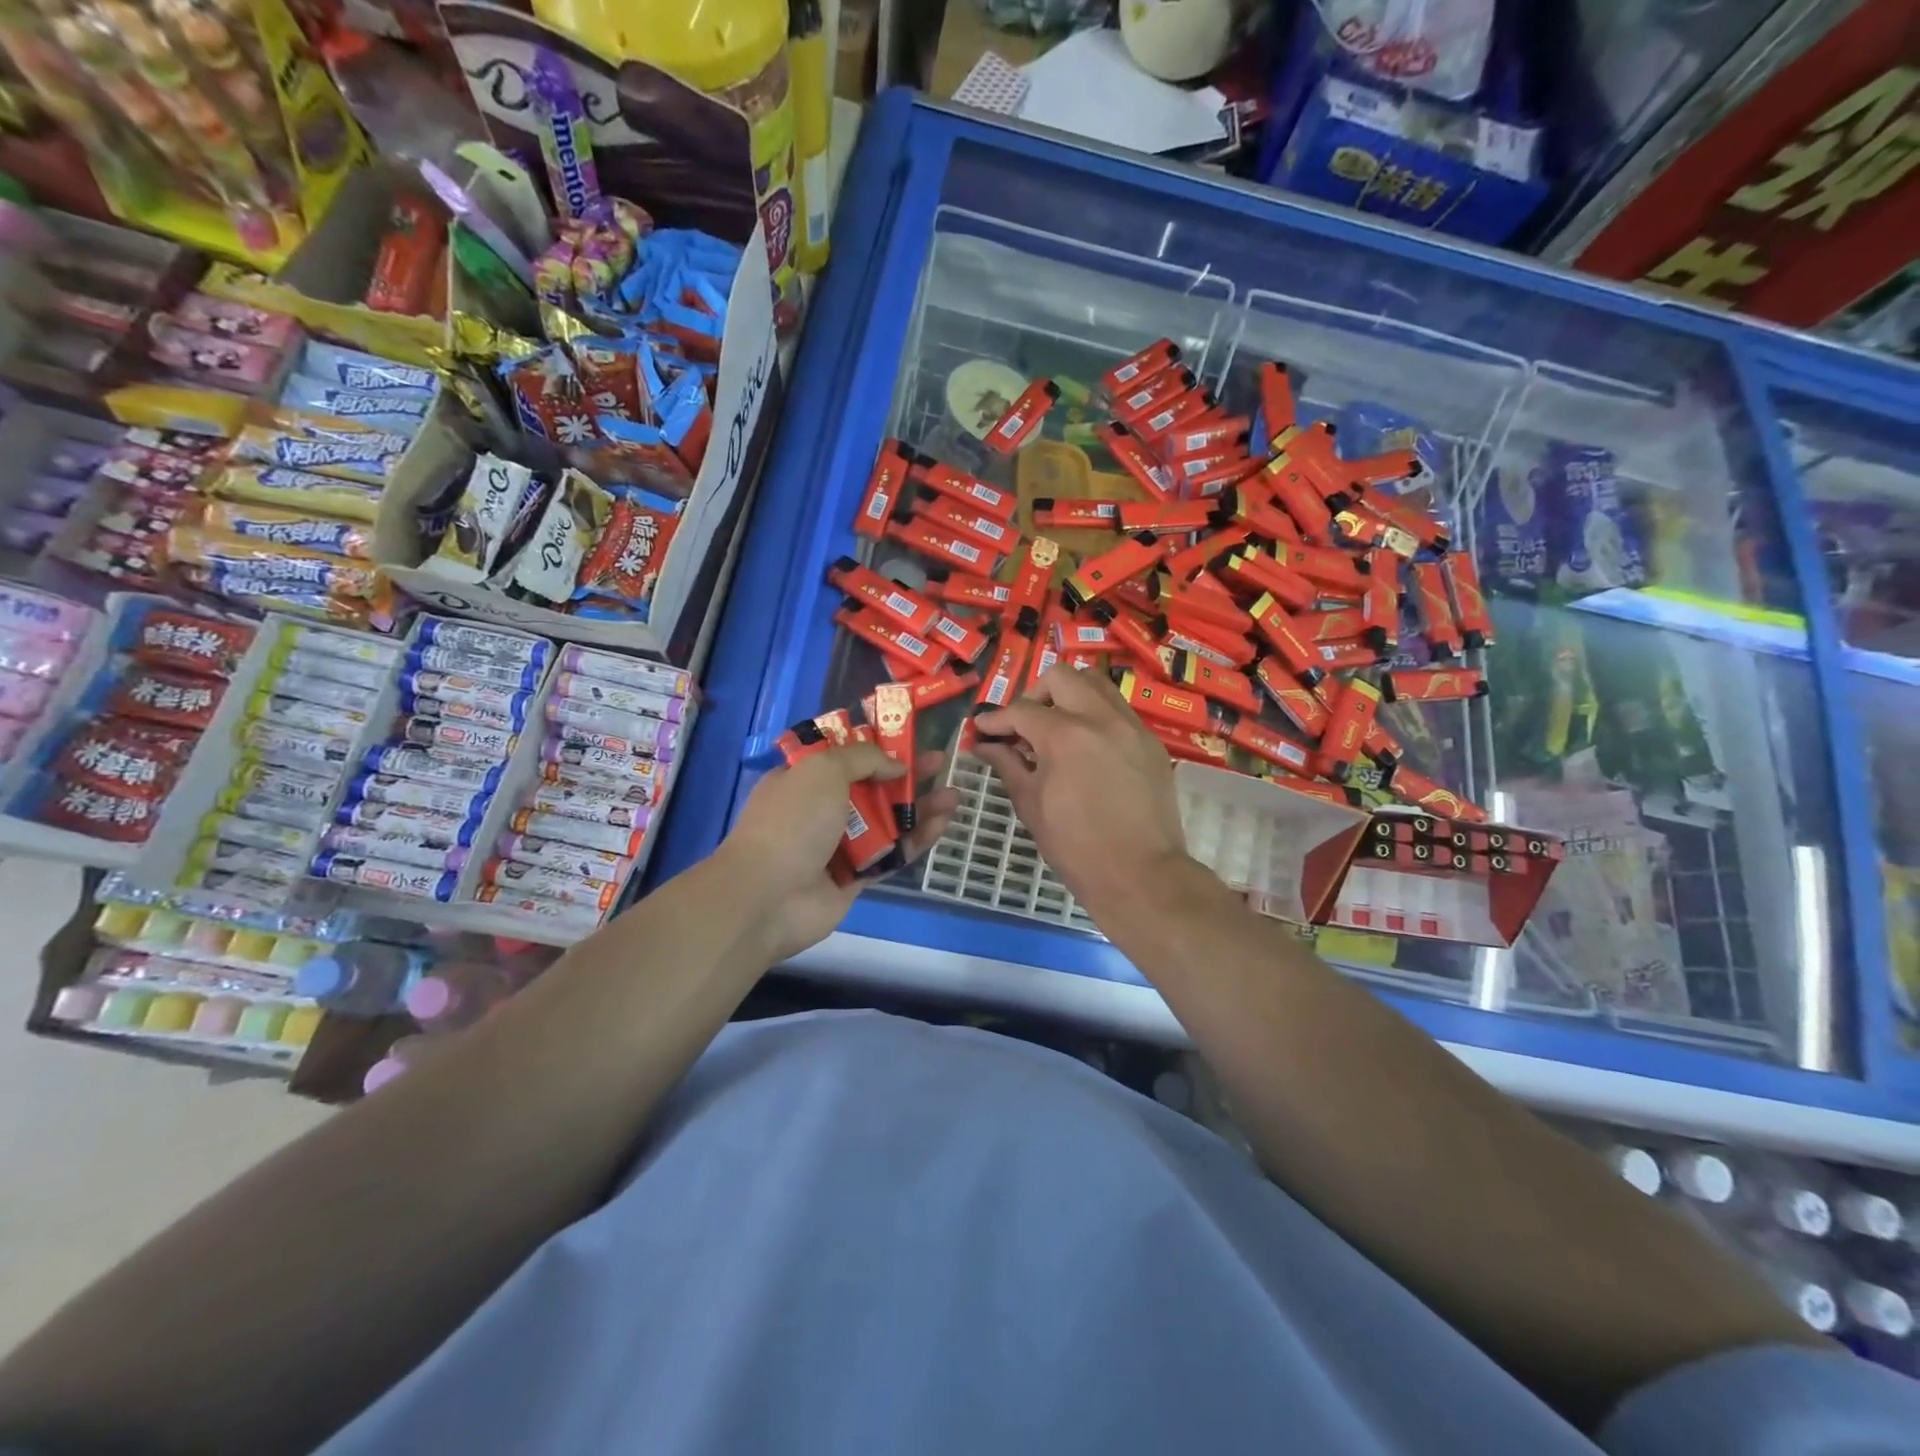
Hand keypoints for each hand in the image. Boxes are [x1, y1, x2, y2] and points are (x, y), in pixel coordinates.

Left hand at [719, 745, 957, 961]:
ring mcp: (840, 845)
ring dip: (920, 807)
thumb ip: (863, 759)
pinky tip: (944, 824)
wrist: (769, 895)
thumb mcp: (823, 770)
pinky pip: (894, 853)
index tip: (907, 738)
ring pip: (889, 821)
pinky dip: (917, 839)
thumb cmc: (794, 821)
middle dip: (908, 775)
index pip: (844, 756)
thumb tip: (895, 765)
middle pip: (873, 787)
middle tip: (942, 763)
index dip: (876, 746)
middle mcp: (822, 809)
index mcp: (805, 778)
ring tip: (955, 795)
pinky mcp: (858, 877)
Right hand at [972, 666, 1191, 920]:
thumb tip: (985, 746)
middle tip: (1023, 724)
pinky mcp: (1151, 742)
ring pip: (1096, 685)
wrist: (1140, 875)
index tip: (983, 728)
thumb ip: (1007, 766)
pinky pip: (1118, 711)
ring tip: (1056, 728)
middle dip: (1035, 694)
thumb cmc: (1076, 847)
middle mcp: (1101, 718)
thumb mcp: (1031, 806)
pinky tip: (1086, 748)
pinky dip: (1095, 716)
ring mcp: (1132, 727)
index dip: (996, 719)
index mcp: (1065, 735)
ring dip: (1069, 696)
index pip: (1021, 710)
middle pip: (1062, 677)